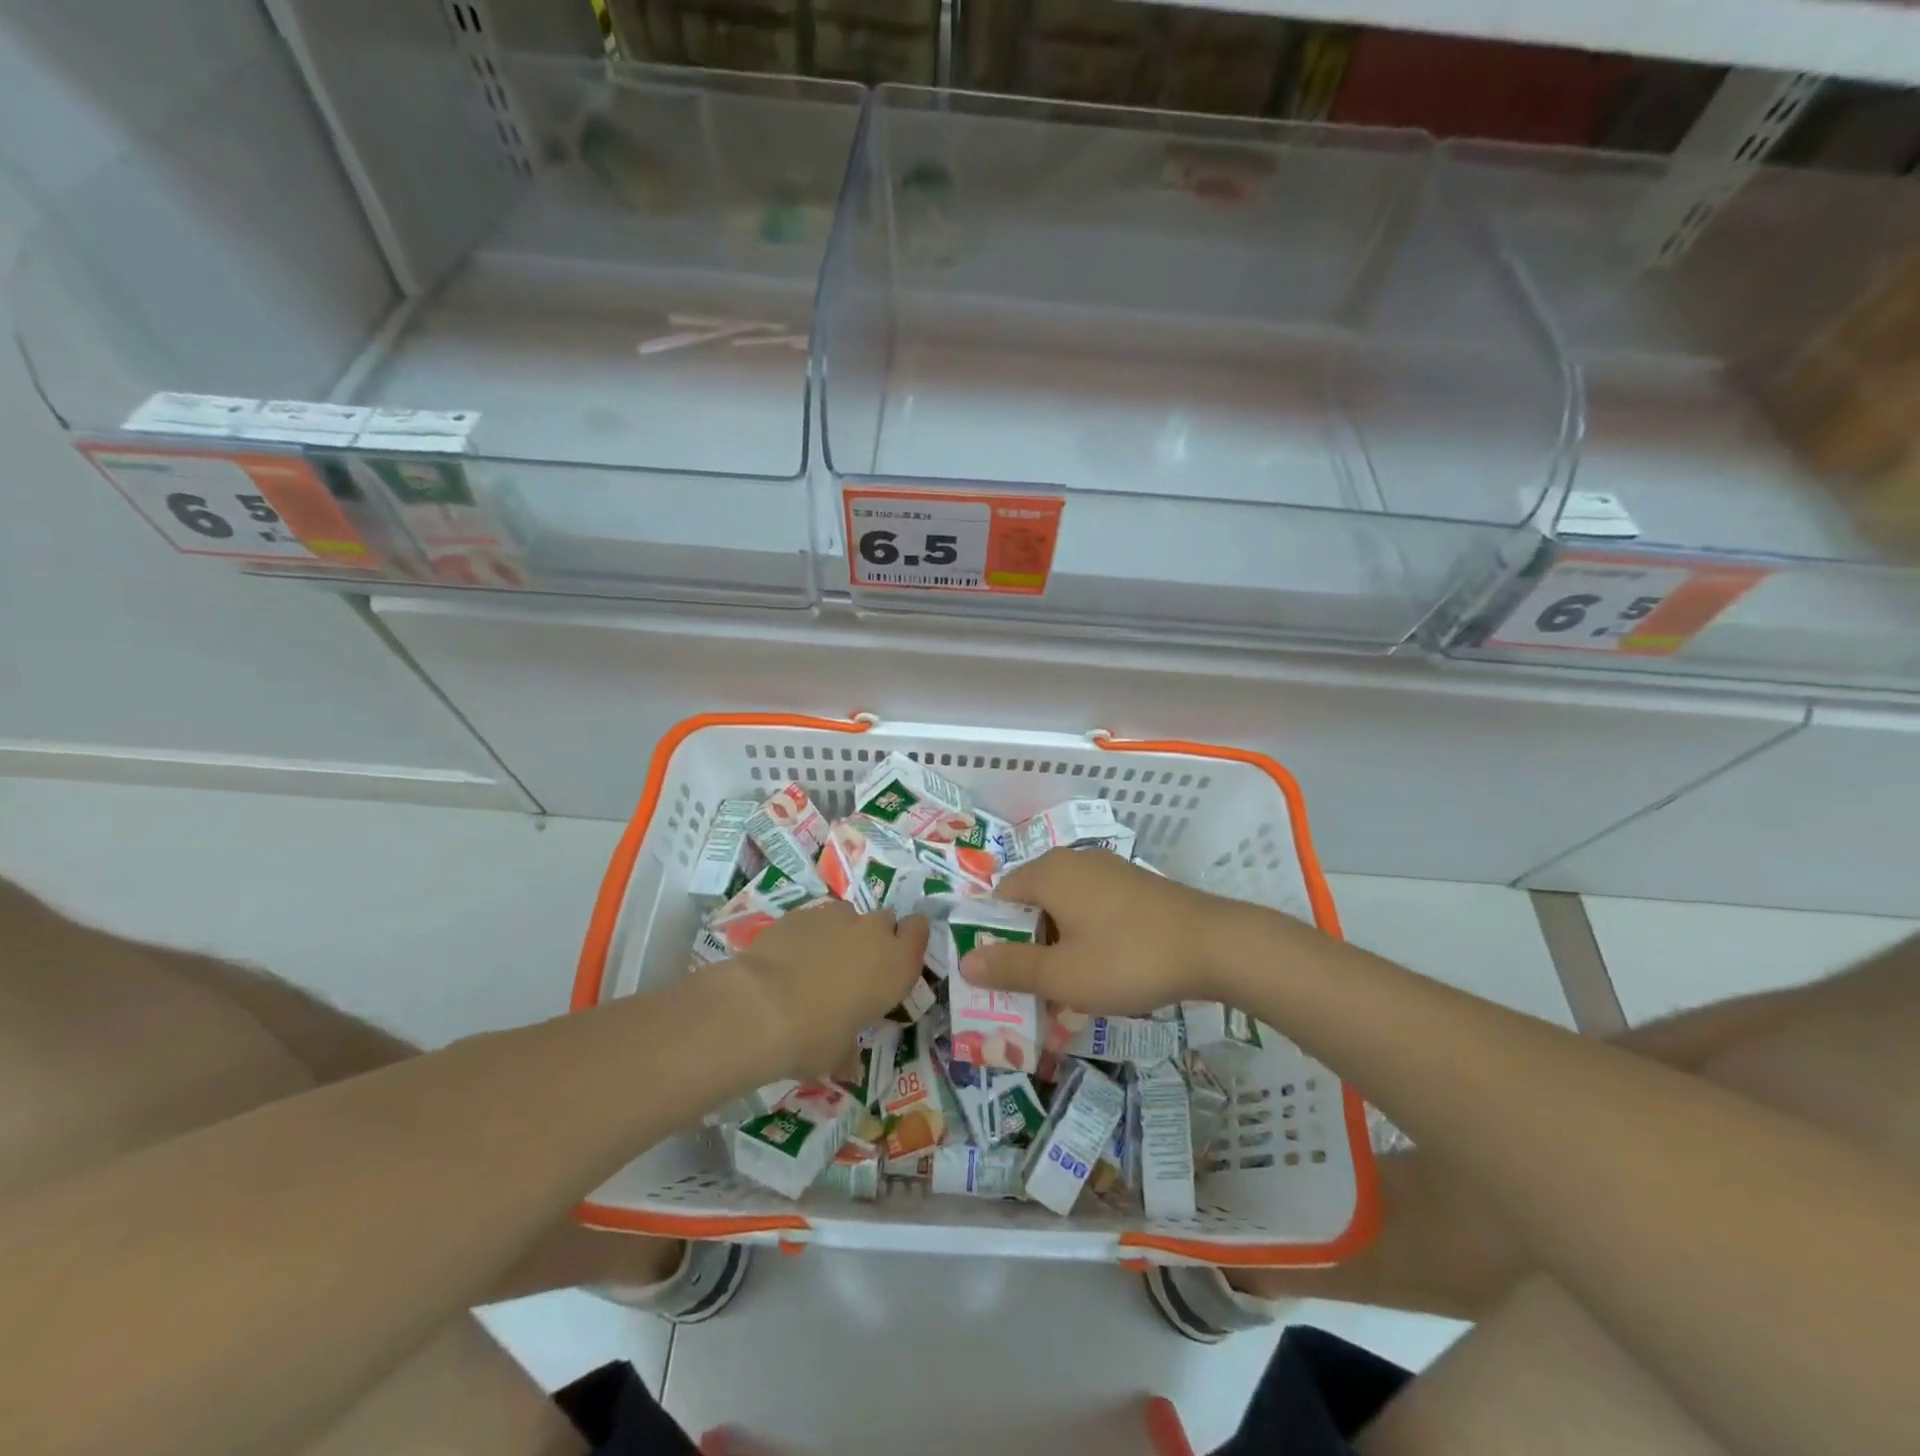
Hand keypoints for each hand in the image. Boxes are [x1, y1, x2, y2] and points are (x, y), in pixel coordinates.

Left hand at [729, 901, 928, 1078]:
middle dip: (874, 938)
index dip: (908, 940)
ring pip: (848, 916)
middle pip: (885, 921)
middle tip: (855, 968)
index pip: (918, 930)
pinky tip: (789, 959)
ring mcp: (835, 916)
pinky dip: (808, 935)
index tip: (895, 958)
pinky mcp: (800, 913)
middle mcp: (873, 932)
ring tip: (817, 964)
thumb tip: (847, 1067)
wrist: (760, 1007)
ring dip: (840, 934)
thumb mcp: (839, 1055)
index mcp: (896, 964)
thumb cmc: (815, 1037)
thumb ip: (849, 1051)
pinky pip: (814, 920)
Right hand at [958, 849, 1248, 1013]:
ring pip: (1063, 906)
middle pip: (1031, 901)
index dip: (993, 935)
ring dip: (1057, 943)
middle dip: (1026, 943)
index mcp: (1048, 872)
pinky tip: (1103, 967)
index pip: (1000, 897)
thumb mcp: (1063, 975)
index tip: (1001, 975)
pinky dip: (1085, 934)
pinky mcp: (1133, 884)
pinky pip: (1091, 906)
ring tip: (1067, 985)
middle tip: (1033, 987)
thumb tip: (965, 961)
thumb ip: (1011, 967)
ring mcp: (1107, 869)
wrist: (1214, 945)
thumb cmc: (1128, 958)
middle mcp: (1074, 861)